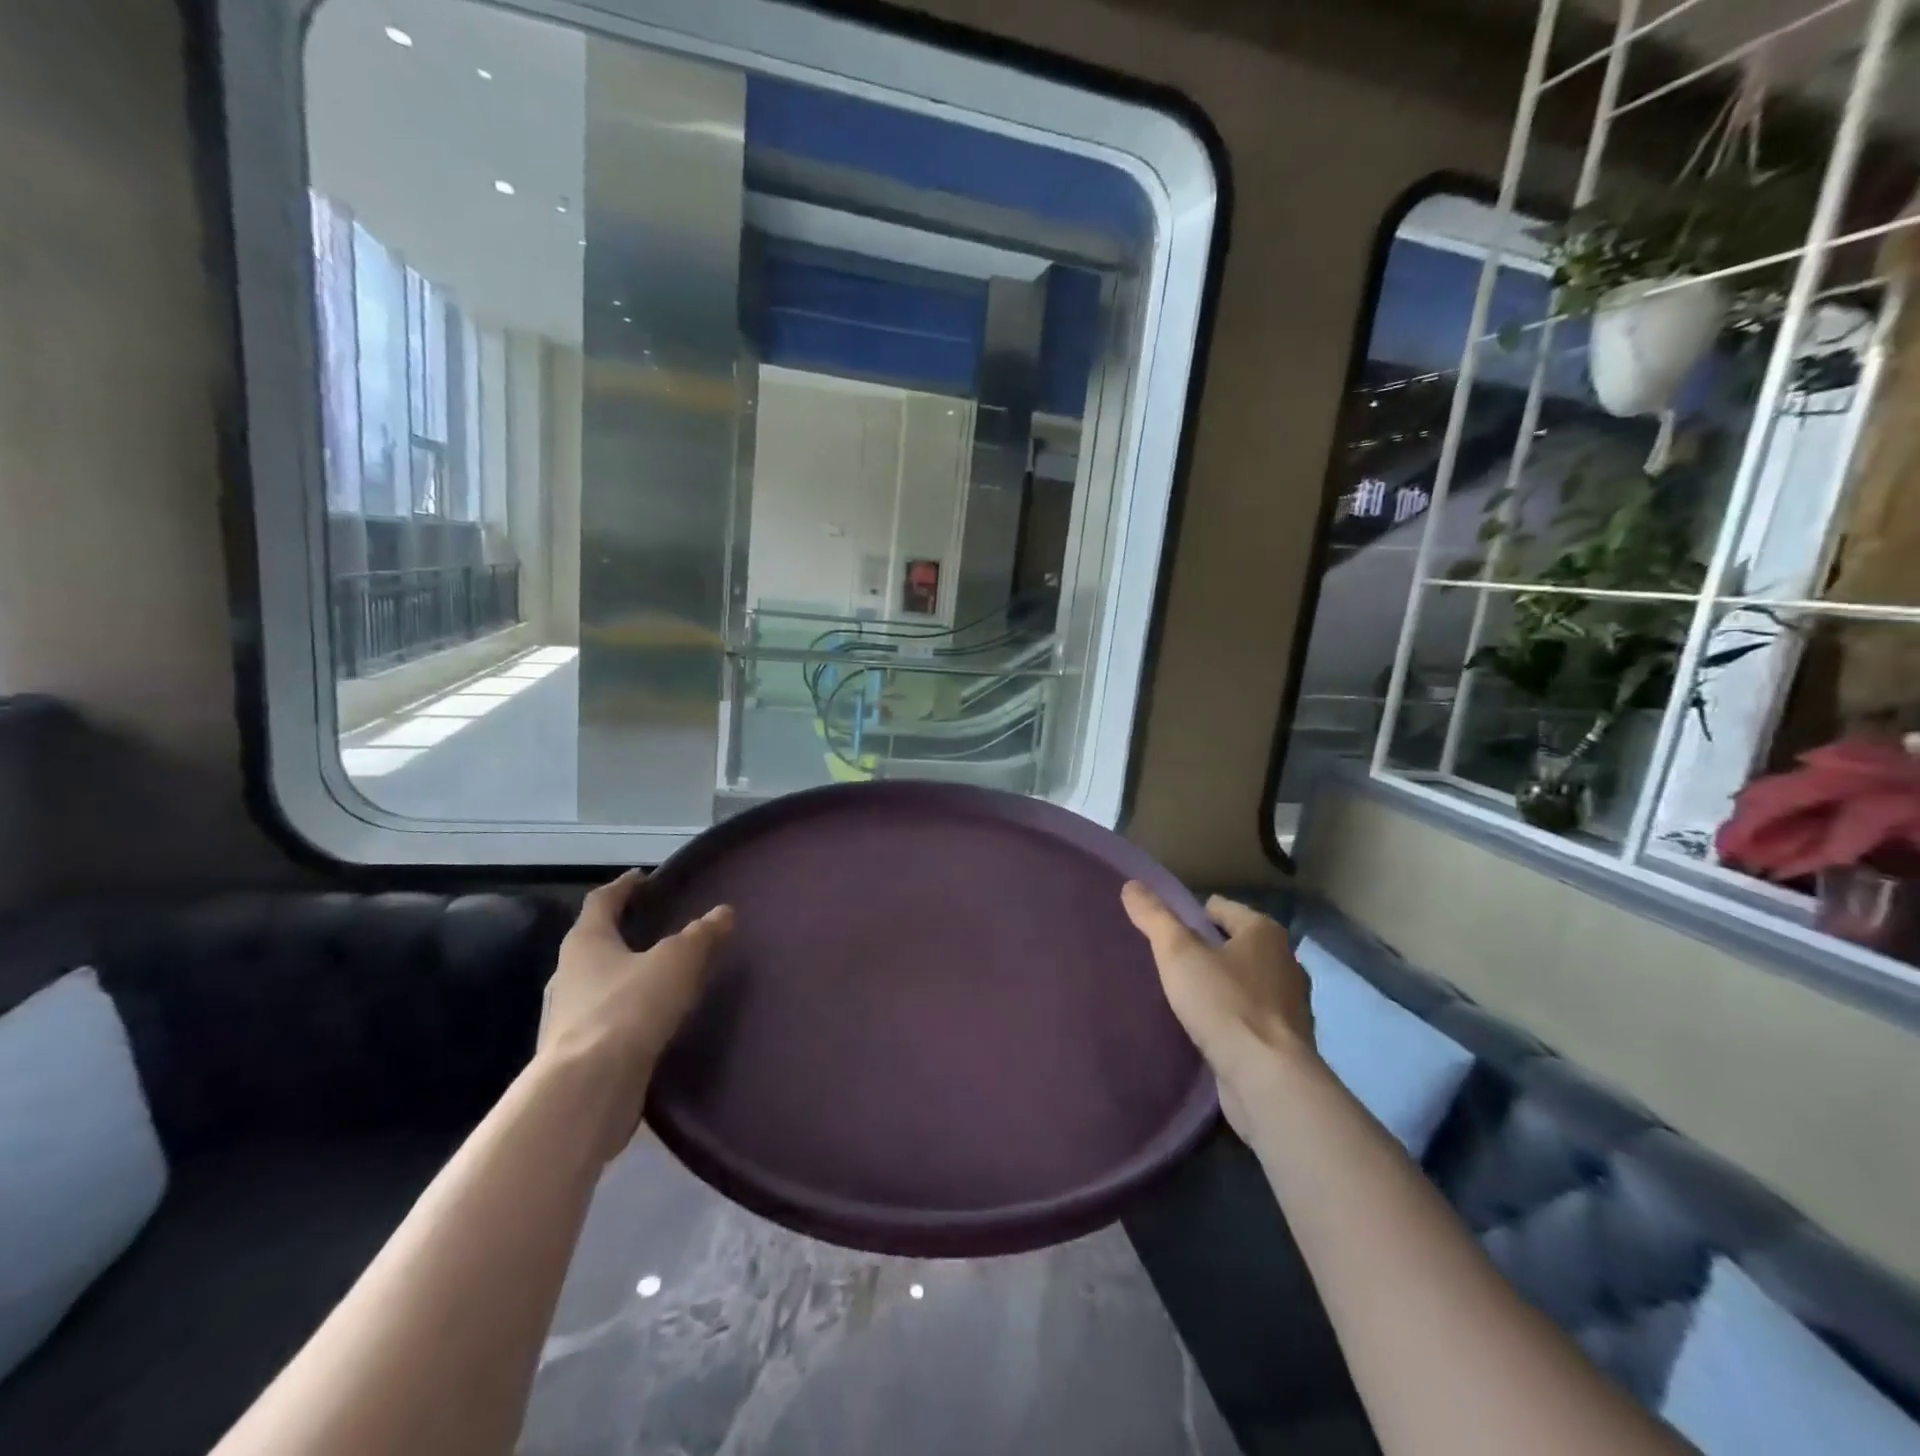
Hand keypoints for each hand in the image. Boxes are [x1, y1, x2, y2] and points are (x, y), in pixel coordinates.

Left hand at [538, 871, 733, 1159]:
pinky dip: (627, 1012)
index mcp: (586, 942)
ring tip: (660, 975)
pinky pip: (605, 1019)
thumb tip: (724, 911)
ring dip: (626, 975)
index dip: (624, 887)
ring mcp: (566, 1017)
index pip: (601, 901)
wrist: (587, 1090)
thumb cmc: (629, 1008)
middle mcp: (568, 974)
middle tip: (657, 926)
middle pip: (595, 942)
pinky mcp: (575, 1054)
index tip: (642, 877)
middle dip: (624, 933)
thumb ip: (702, 935)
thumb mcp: (677, 961)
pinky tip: (651, 1020)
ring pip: (599, 983)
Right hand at [1121, 882, 1314, 1138]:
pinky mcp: (1286, 1041)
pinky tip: (1206, 1029)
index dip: (1188, 916)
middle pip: (1232, 944)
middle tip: (1168, 966)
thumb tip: (1132, 884)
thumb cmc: (1224, 1004)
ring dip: (1218, 986)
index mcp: (1265, 932)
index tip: (1162, 936)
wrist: (1268, 1081)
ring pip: (1242, 981)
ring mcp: (1290, 1003)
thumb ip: (1154, 916)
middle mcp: (1285, 961)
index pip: (1218, 907)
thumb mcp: (1178, 953)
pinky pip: (1248, 1015)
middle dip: (1204, 952)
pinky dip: (1230, 1017)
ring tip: (1183, 998)